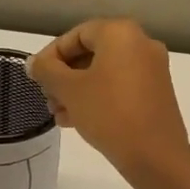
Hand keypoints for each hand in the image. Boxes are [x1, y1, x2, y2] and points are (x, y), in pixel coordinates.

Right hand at [28, 19, 189, 179]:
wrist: (155, 155)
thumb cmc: (108, 112)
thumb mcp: (69, 90)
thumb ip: (47, 71)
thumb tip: (33, 62)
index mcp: (121, 33)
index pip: (76, 35)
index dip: (51, 55)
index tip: (37, 78)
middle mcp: (141, 43)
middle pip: (91, 53)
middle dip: (64, 76)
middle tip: (48, 98)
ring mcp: (152, 69)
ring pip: (105, 72)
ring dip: (78, 90)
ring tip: (59, 114)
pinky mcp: (157, 92)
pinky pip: (120, 86)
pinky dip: (98, 97)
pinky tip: (77, 120)